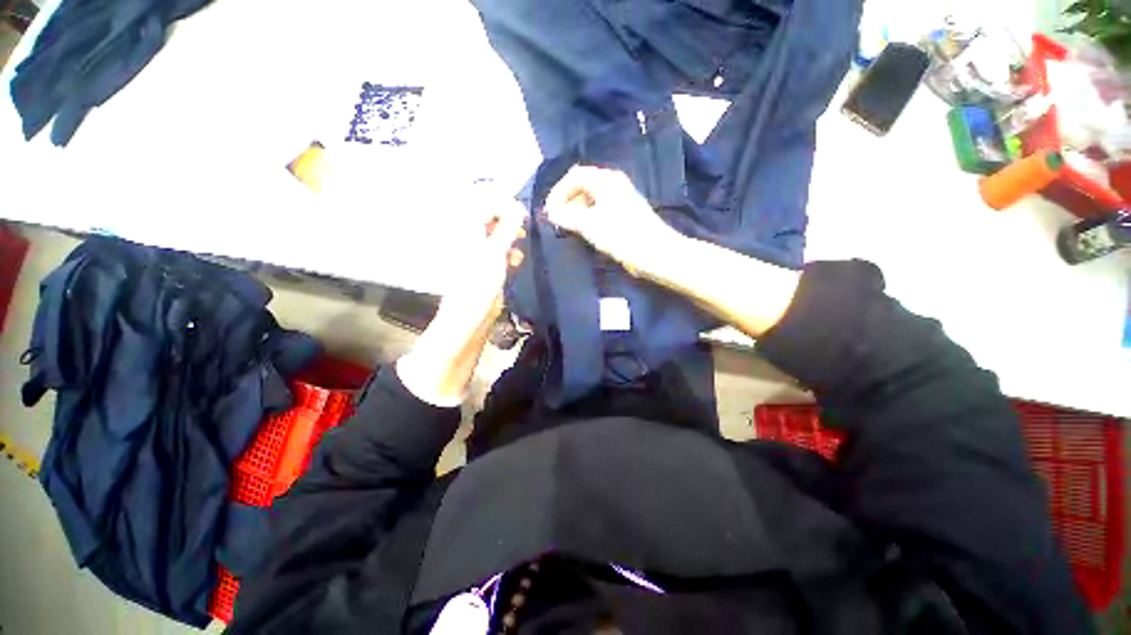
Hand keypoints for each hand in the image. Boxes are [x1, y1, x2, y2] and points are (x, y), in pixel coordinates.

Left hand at [397, 201, 524, 406]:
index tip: (521, 212)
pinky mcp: (487, 267)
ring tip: (520, 242)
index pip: (482, 200)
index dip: (502, 202)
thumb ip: (507, 227)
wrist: (469, 318)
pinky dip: (509, 252)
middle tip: (523, 226)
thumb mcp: (495, 252)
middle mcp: (470, 236)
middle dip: (508, 218)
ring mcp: (478, 252)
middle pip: (490, 215)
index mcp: (465, 227)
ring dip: (510, 235)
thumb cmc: (478, 283)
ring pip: (497, 234)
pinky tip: (516, 260)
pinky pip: (500, 251)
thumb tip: (518, 208)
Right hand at [544, 166, 679, 275]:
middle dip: (566, 201)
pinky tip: (583, 231)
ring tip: (566, 227)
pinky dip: (587, 217)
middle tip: (556, 220)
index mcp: (606, 180)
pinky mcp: (624, 214)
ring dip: (576, 210)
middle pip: (583, 185)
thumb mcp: (590, 225)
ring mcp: (621, 199)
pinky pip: (599, 209)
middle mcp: (614, 184)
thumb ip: (567, 217)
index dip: (558, 191)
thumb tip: (552, 214)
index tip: (549, 212)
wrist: (654, 253)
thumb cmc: (621, 235)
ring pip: (591, 199)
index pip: (575, 176)